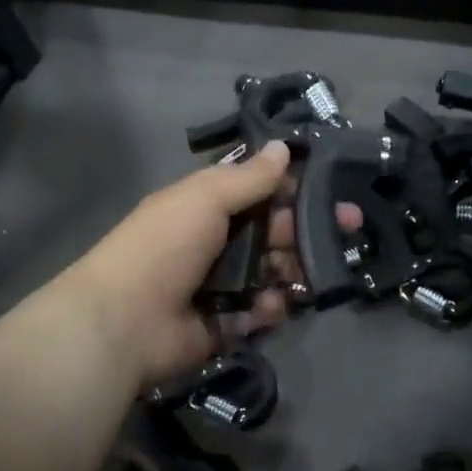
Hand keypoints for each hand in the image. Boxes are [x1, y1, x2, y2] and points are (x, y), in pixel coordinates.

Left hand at [66, 142, 361, 389]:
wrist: (123, 321)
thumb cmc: (163, 247)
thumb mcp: (204, 199)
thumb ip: (248, 177)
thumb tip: (282, 146)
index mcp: (205, 206)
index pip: (258, 190)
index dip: (294, 188)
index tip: (332, 189)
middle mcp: (214, 242)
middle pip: (272, 232)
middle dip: (307, 230)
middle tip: (348, 229)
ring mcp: (219, 285)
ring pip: (272, 272)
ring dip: (292, 271)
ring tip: (307, 274)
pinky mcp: (223, 323)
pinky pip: (259, 311)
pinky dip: (268, 308)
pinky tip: (270, 306)